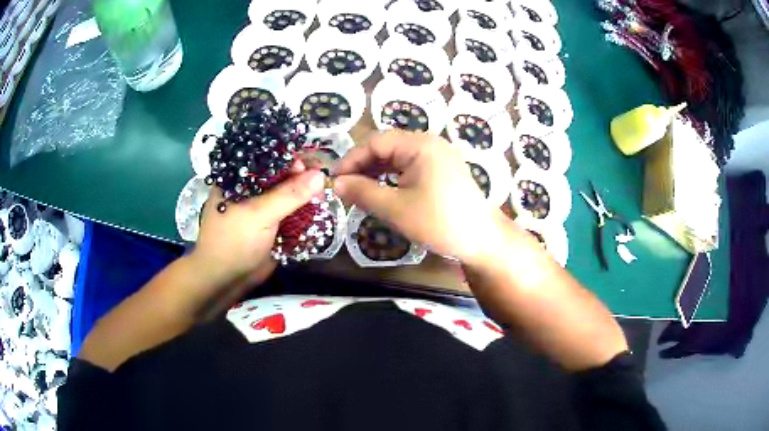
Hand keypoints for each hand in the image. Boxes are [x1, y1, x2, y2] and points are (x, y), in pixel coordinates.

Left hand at [191, 162, 325, 287]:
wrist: (226, 280)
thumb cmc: (234, 242)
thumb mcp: (260, 214)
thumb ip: (289, 195)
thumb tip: (319, 175)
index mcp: (239, 178)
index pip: (268, 160)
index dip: (290, 159)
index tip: (311, 165)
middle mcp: (250, 189)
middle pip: (281, 176)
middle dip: (302, 178)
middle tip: (322, 182)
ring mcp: (261, 208)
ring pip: (287, 196)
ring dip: (305, 196)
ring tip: (323, 196)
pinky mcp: (270, 225)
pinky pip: (290, 213)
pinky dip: (303, 212)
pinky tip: (317, 210)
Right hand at [333, 130, 506, 264]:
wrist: (482, 240)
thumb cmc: (439, 222)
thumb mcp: (396, 209)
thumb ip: (363, 192)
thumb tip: (336, 184)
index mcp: (420, 145)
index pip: (376, 142)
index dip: (352, 159)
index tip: (335, 180)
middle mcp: (430, 143)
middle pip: (387, 147)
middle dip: (364, 166)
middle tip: (346, 187)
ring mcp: (439, 156)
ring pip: (399, 157)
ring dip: (377, 172)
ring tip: (360, 190)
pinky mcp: (443, 170)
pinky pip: (411, 166)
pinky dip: (394, 177)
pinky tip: (383, 190)